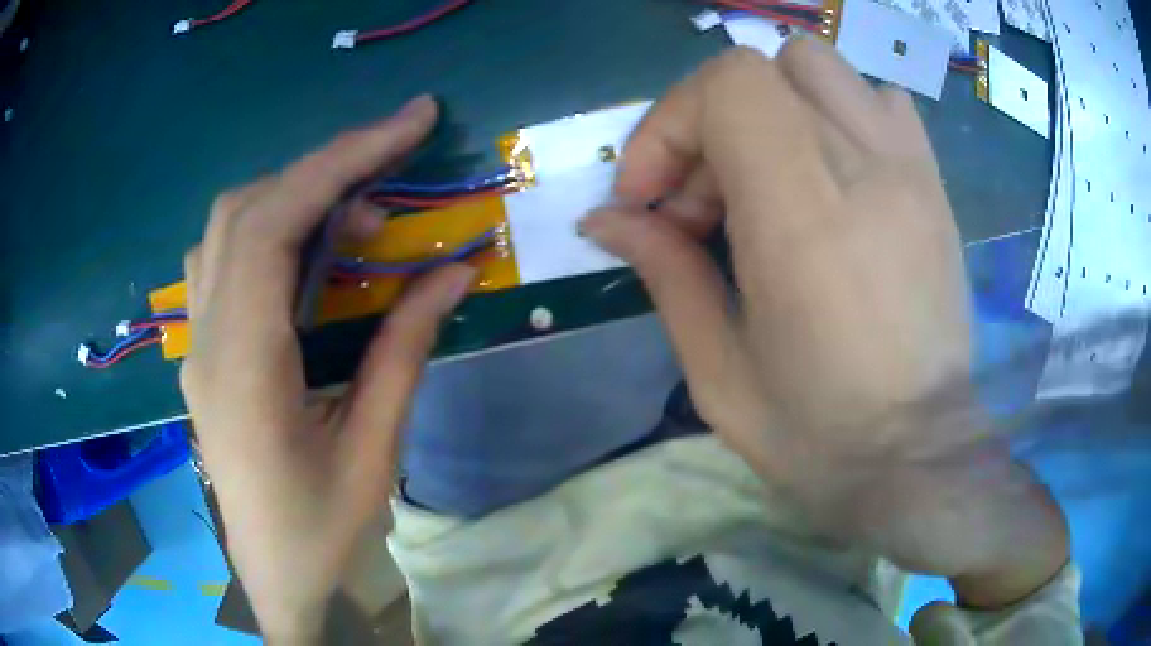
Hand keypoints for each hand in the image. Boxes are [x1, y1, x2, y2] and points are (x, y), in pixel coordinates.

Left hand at [179, 96, 474, 640]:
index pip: (274, 224)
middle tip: (395, 164)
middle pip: (245, 210)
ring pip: (226, 227)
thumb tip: (453, 269)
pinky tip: (308, 250)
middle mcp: (207, 339)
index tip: (410, 122)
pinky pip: (222, 259)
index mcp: (244, 367)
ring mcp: (197, 343)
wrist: (274, 578)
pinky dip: (269, 226)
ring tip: (358, 212)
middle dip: (325, 166)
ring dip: (293, 194)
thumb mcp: (374, 449)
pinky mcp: (203, 350)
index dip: (341, 159)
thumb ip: (405, 349)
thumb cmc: (322, 530)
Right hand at [582, 41, 1067, 605]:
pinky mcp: (933, 184)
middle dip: (709, 121)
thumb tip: (608, 220)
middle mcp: (863, 169)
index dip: (672, 124)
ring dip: (771, 105)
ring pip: (819, 67)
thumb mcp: (718, 372)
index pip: (728, 87)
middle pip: (764, 68)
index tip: (652, 199)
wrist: (918, 455)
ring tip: (763, 176)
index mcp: (802, 218)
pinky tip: (829, 170)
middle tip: (704, 200)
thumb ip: (664, 273)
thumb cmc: (817, 436)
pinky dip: (837, 110)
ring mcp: (909, 169)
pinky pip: (880, 99)